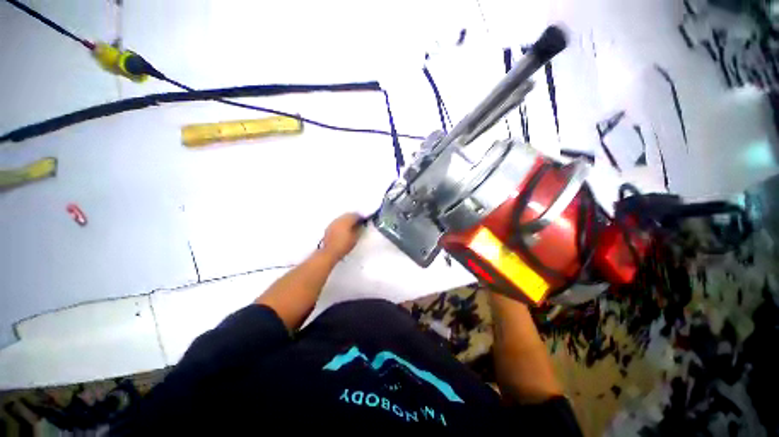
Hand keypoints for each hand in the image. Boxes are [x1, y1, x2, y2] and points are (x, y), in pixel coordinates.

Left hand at [319, 213, 362, 260]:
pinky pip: (337, 222)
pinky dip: (341, 224)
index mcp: (346, 221)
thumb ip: (359, 229)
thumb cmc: (344, 245)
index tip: (363, 221)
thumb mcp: (355, 238)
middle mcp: (339, 220)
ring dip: (347, 220)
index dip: (360, 217)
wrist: (330, 252)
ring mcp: (333, 223)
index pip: (355, 215)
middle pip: (348, 215)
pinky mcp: (329, 227)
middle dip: (353, 217)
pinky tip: (343, 229)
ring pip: (342, 218)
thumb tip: (360, 225)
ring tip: (351, 226)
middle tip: (358, 222)